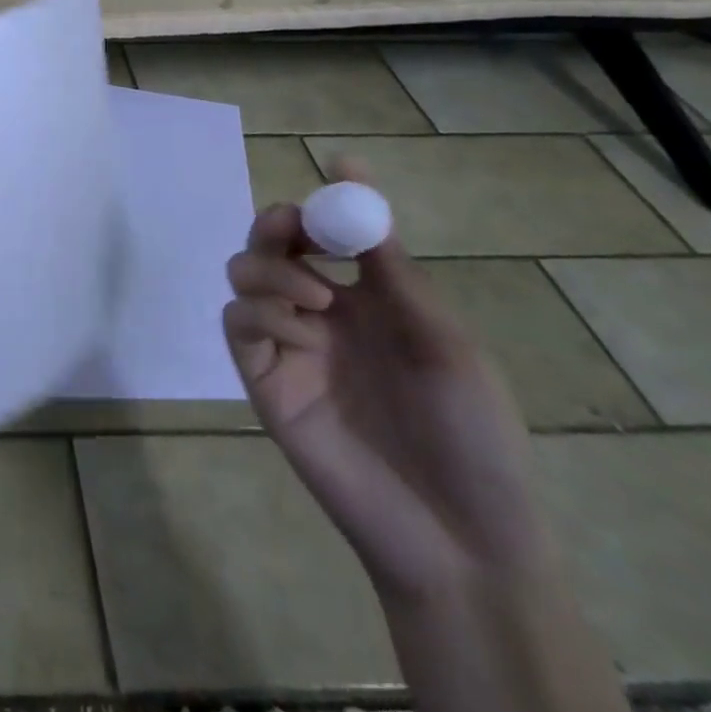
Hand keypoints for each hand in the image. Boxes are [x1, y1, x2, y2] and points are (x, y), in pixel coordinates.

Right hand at [223, 162, 553, 602]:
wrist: (459, 536)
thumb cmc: (472, 434)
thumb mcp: (440, 337)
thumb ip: (387, 261)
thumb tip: (354, 175)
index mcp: (367, 301)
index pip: (324, 233)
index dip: (320, 203)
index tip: (331, 176)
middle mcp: (319, 314)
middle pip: (270, 245)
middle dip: (276, 226)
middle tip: (294, 231)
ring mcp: (287, 345)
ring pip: (243, 275)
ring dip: (270, 269)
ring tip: (314, 297)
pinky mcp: (263, 379)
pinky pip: (239, 322)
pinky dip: (261, 312)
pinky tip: (300, 332)